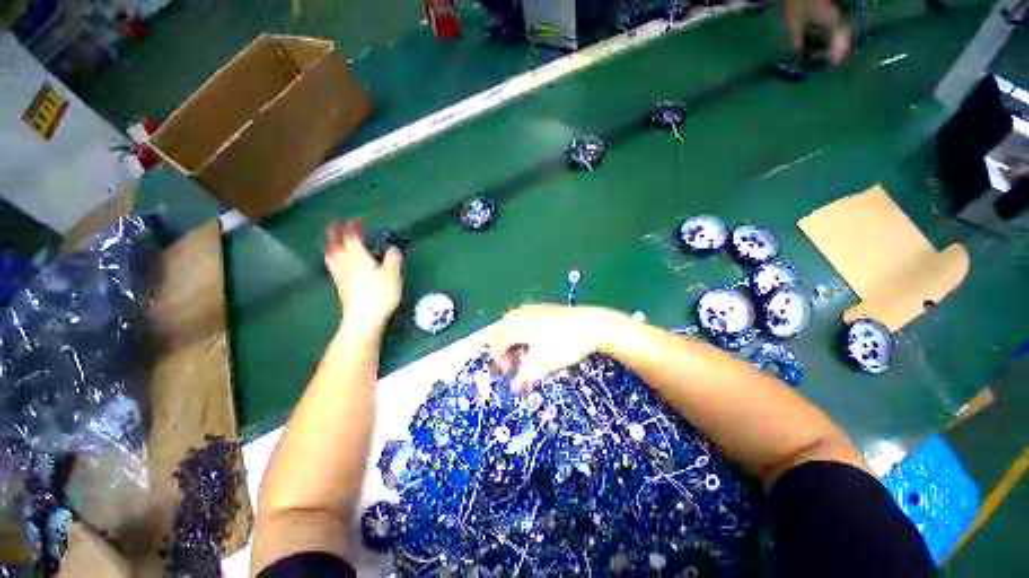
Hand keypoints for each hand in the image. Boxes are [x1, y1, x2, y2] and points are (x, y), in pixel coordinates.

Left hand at [324, 218, 402, 333]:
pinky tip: (336, 262)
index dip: (354, 226)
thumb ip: (393, 258)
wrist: (363, 319)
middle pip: (334, 243)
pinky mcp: (340, 285)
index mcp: (357, 257)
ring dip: (330, 243)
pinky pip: (332, 266)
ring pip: (330, 254)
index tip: (358, 219)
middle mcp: (344, 262)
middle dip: (334, 230)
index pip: (351, 236)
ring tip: (332, 240)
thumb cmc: (379, 294)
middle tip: (335, 222)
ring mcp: (340, 275)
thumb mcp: (393, 275)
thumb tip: (393, 248)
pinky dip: (332, 257)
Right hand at [489, 304, 619, 391]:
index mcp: (516, 325)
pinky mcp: (545, 308)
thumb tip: (513, 389)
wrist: (591, 325)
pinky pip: (525, 319)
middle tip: (514, 363)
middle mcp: (521, 313)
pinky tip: (536, 341)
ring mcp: (534, 308)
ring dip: (513, 340)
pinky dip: (523, 331)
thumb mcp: (543, 365)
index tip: (508, 372)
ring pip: (513, 323)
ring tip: (525, 354)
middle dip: (504, 348)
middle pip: (501, 330)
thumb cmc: (564, 345)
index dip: (498, 359)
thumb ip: (524, 377)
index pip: (496, 341)